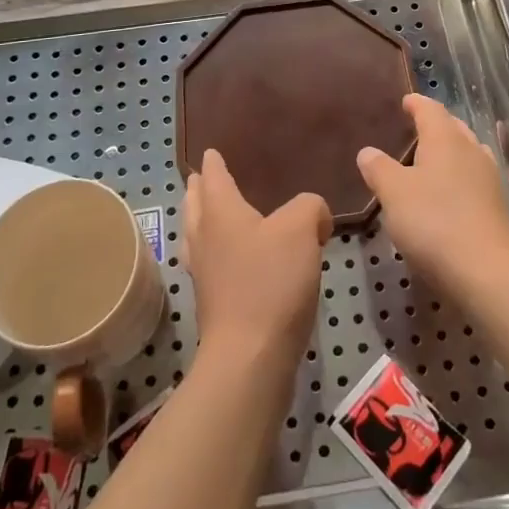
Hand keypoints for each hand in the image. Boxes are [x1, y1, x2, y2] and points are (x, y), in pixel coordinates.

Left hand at [183, 151, 331, 370]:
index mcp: (220, 212)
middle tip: (203, 177)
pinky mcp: (213, 304)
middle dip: (198, 189)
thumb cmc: (271, 282)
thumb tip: (313, 215)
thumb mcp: (301, 229)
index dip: (213, 163)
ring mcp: (204, 273)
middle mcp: (204, 238)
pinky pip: (209, 264)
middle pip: (195, 205)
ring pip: (197, 235)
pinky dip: (214, 252)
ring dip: (200, 220)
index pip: (212, 177)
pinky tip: (232, 260)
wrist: (251, 357)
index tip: (210, 152)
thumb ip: (309, 207)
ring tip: (211, 214)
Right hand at [357, 94, 508, 296]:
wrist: (486, 271)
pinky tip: (449, 192)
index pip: (430, 109)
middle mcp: (471, 150)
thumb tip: (368, 151)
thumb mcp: (393, 193)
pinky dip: (459, 176)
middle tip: (416, 128)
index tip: (405, 101)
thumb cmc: (433, 222)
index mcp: (445, 139)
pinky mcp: (496, 206)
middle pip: (453, 127)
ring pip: (468, 151)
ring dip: (450, 150)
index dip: (416, 103)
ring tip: (431, 159)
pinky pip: (474, 177)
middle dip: (435, 124)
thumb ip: (379, 168)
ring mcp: (488, 178)